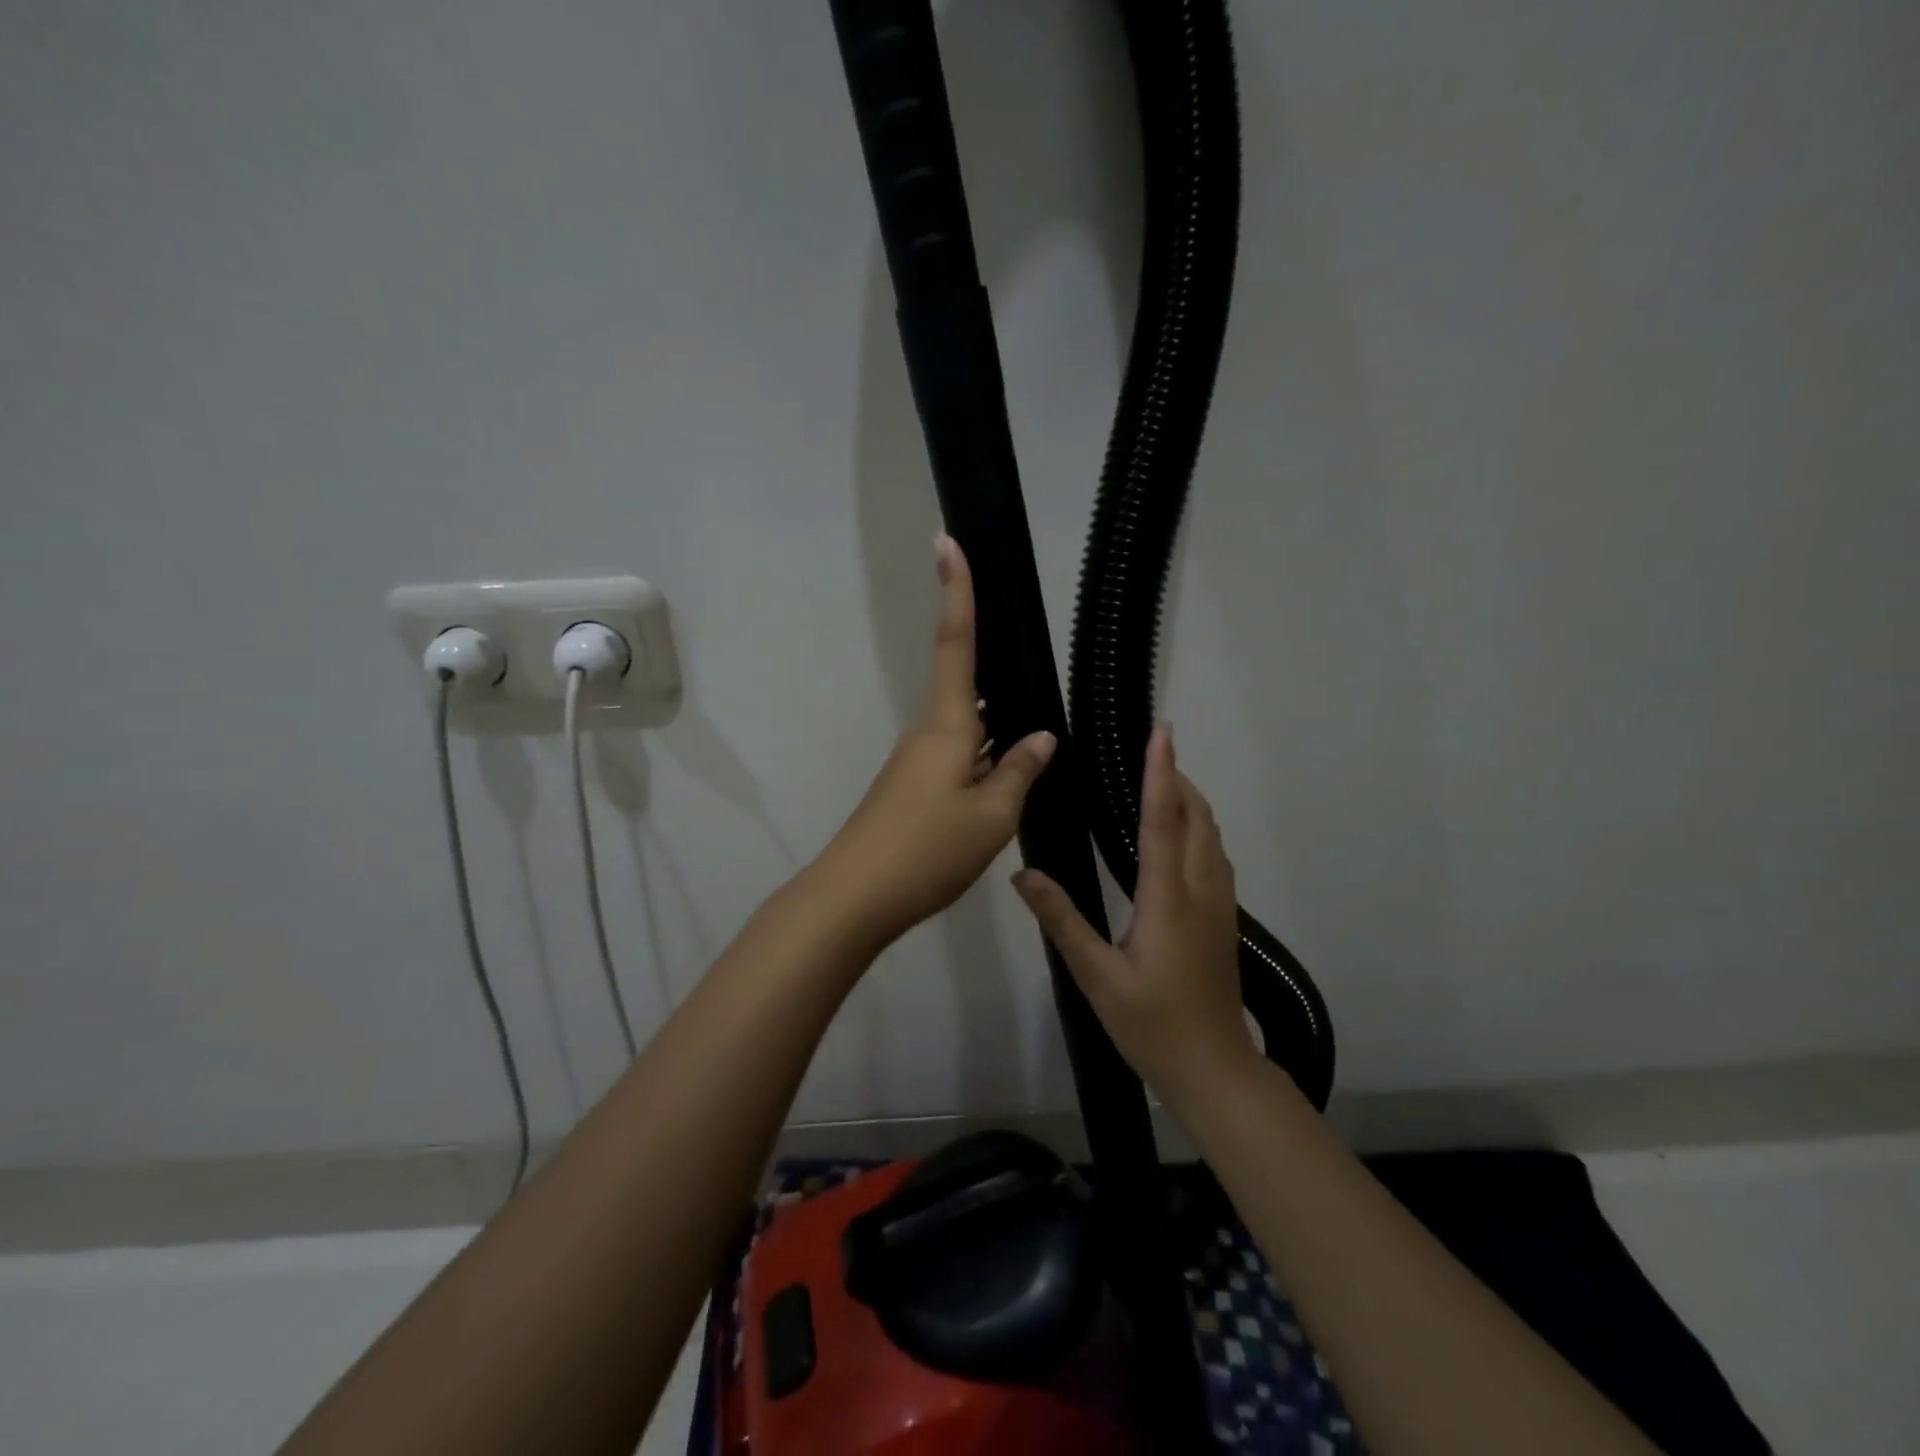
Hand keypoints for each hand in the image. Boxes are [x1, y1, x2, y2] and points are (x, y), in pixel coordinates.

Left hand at [816, 536, 1056, 951]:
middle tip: (1035, 672)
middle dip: (999, 679)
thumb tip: (1041, 738)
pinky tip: (1006, 789)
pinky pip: (957, 762)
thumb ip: (1019, 771)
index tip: (948, 542)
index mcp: (947, 726)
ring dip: (997, 735)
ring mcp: (915, 764)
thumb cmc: (927, 850)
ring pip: (967, 734)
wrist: (854, 898)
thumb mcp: (992, 816)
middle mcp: (928, 734)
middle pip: (968, 690)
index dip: (957, 593)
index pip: (955, 645)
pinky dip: (983, 764)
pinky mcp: (909, 791)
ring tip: (1037, 747)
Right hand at [1012, 725, 1257, 1098]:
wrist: (1214, 1069)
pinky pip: (1215, 854)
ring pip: (1212, 835)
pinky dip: (1197, 827)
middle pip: (1197, 817)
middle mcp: (1201, 891)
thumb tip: (1026, 874)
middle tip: (1146, 752)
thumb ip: (1063, 921)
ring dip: (1190, 800)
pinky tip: (1175, 836)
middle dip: (1177, 777)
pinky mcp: (1224, 918)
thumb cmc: (1152, 1024)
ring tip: (1158, 782)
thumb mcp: (1097, 977)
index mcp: (1169, 898)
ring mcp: (1220, 904)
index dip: (1160, 772)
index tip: (1160, 732)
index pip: (1164, 820)